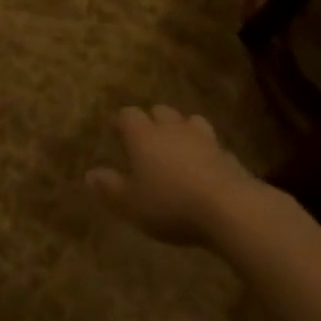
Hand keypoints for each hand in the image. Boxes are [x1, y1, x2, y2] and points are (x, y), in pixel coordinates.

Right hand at [87, 105, 255, 245]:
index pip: (128, 114)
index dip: (122, 122)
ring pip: (190, 122)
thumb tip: (90, 174)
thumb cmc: (171, 204)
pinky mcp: (227, 154)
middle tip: (149, 141)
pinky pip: (213, 146)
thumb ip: (110, 188)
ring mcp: (203, 138)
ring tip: (180, 148)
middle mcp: (172, 128)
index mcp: (144, 135)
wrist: (230, 208)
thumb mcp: (131, 204)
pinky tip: (206, 169)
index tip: (118, 133)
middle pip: (160, 111)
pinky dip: (207, 153)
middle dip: (153, 121)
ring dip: (183, 131)